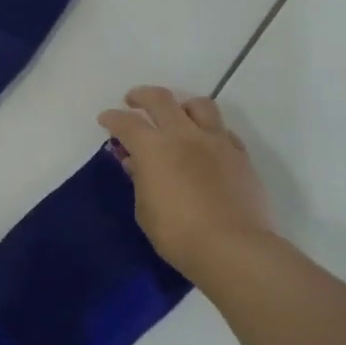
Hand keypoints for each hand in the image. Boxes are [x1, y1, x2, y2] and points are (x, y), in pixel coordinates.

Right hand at [98, 86, 275, 285]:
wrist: (233, 248)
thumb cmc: (178, 234)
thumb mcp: (145, 210)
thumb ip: (139, 179)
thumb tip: (135, 162)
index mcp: (154, 148)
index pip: (126, 122)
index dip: (111, 118)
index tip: (105, 120)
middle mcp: (184, 135)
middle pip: (160, 99)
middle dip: (141, 95)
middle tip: (133, 101)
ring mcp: (216, 142)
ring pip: (199, 105)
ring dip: (182, 105)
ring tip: (176, 115)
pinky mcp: (239, 155)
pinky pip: (222, 130)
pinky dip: (209, 130)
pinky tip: (205, 144)